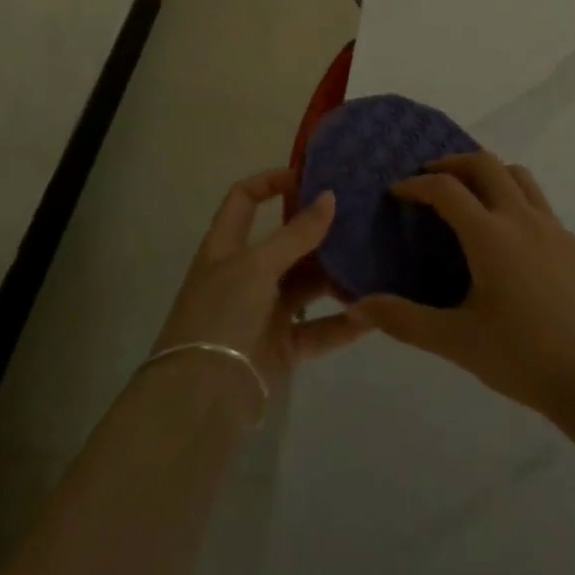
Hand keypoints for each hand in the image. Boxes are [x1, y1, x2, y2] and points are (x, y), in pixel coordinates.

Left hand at [151, 168, 368, 420]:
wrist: (201, 398)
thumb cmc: (222, 314)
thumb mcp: (257, 265)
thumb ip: (296, 233)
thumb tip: (330, 196)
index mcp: (226, 246)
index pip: (245, 199)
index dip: (271, 182)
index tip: (310, 177)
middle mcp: (245, 274)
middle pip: (285, 242)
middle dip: (318, 230)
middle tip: (359, 216)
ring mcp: (264, 311)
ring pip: (306, 284)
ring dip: (335, 274)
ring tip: (373, 259)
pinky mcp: (282, 345)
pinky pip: (318, 327)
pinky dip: (343, 321)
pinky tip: (373, 312)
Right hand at [348, 152, 574, 417]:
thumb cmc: (521, 356)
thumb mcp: (455, 341)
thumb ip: (404, 320)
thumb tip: (357, 306)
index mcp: (490, 235)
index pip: (446, 189)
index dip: (417, 184)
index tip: (398, 192)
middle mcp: (522, 218)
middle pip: (485, 163)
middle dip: (453, 162)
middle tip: (432, 178)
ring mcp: (554, 228)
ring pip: (519, 176)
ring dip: (490, 173)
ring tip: (472, 196)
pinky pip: (541, 206)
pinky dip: (517, 203)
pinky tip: (511, 241)